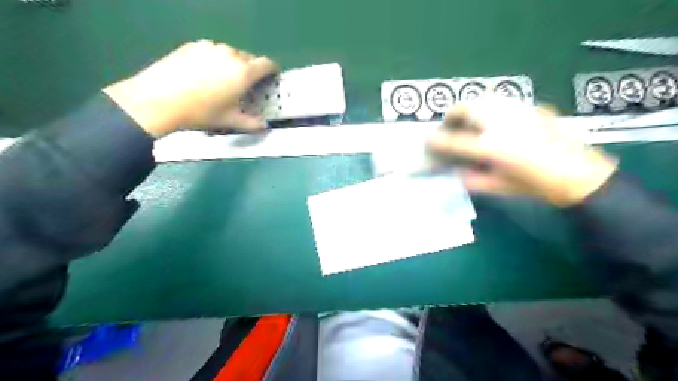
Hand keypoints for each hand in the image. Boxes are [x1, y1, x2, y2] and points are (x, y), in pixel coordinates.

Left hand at [102, 40, 278, 136]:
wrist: (159, 100)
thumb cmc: (201, 112)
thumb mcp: (229, 121)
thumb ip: (251, 123)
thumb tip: (264, 126)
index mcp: (244, 72)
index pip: (266, 64)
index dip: (272, 70)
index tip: (271, 77)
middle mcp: (230, 54)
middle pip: (249, 58)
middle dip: (252, 70)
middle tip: (245, 85)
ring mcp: (210, 47)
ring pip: (230, 53)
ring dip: (233, 64)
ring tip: (223, 80)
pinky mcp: (193, 45)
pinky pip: (213, 51)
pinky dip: (216, 60)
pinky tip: (205, 74)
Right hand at [429, 97, 618, 206]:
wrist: (577, 173)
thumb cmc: (533, 185)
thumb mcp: (496, 187)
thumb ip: (469, 179)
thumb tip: (453, 171)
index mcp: (489, 146)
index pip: (451, 141)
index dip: (435, 141)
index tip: (426, 141)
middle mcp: (498, 121)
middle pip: (463, 108)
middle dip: (451, 118)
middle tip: (450, 129)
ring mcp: (515, 109)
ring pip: (481, 99)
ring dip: (469, 110)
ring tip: (471, 124)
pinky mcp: (529, 106)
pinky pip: (500, 102)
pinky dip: (489, 109)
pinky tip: (497, 123)